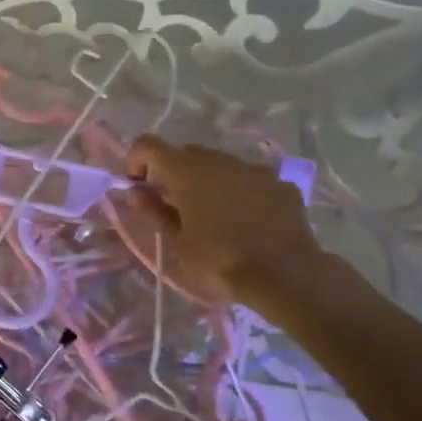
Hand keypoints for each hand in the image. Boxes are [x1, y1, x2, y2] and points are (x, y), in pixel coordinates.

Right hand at [125, 134, 322, 313]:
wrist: (285, 275)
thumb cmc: (219, 260)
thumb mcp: (176, 241)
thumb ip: (153, 210)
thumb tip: (136, 190)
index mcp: (186, 171)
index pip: (148, 145)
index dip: (136, 160)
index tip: (138, 186)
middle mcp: (218, 159)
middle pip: (185, 152)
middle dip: (172, 171)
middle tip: (173, 204)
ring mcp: (253, 168)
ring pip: (219, 163)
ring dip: (206, 179)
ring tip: (212, 213)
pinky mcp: (279, 183)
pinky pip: (248, 178)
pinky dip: (238, 190)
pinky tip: (245, 218)